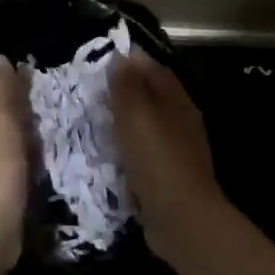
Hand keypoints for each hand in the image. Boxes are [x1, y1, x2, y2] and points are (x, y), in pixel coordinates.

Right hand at [109, 53, 225, 263]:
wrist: (181, 218)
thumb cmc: (156, 157)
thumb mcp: (135, 113)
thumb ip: (127, 84)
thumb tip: (122, 57)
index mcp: (176, 98)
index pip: (153, 67)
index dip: (129, 62)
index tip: (100, 63)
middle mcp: (181, 119)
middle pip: (151, 96)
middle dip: (124, 92)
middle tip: (92, 94)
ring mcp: (178, 149)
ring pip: (148, 125)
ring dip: (125, 122)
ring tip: (96, 122)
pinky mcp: (170, 175)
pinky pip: (145, 152)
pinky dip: (129, 149)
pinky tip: (111, 155)